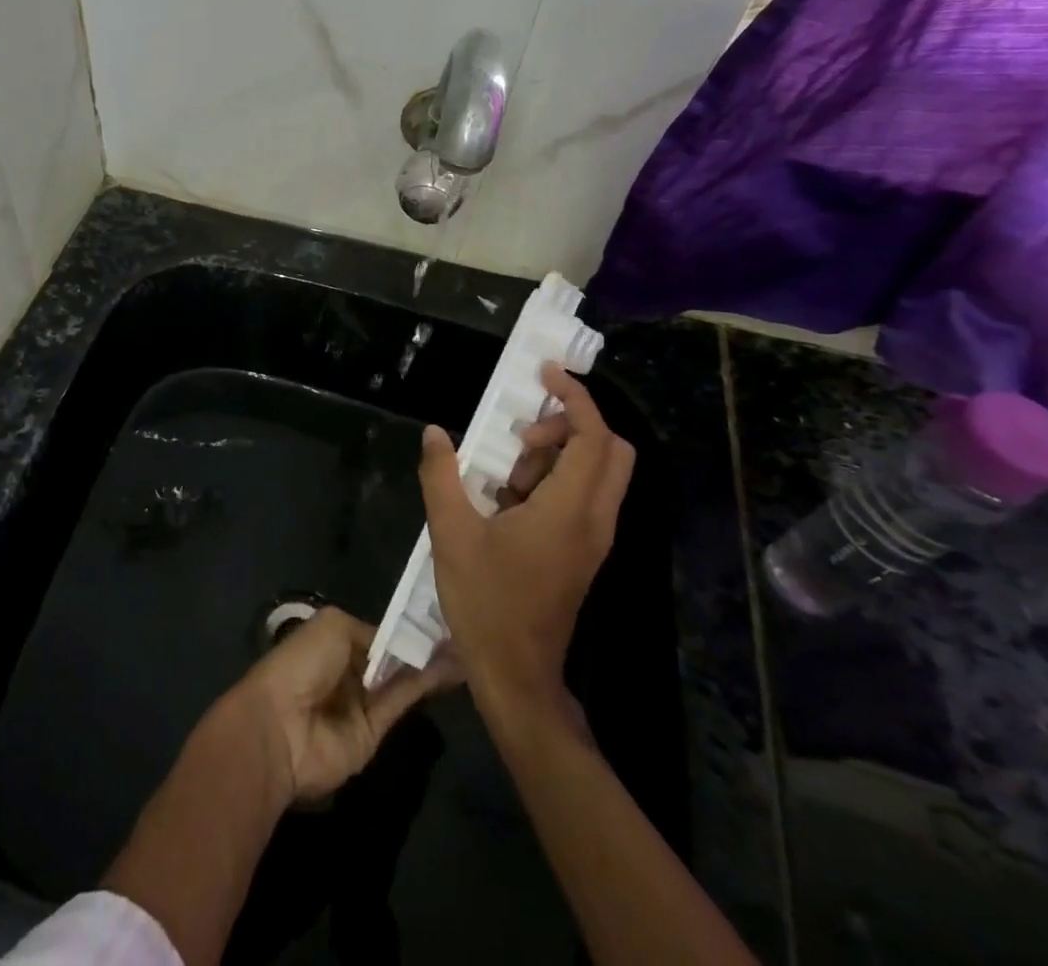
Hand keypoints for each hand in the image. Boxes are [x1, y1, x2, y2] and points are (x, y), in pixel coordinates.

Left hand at [222, 606, 454, 804]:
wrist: (282, 726)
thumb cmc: (302, 663)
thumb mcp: (333, 626)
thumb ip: (371, 631)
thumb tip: (399, 641)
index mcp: (332, 641)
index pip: (375, 633)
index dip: (402, 627)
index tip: (436, 616)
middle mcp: (348, 670)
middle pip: (391, 656)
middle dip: (421, 645)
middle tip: (460, 631)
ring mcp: (361, 703)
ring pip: (401, 679)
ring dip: (430, 664)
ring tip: (465, 647)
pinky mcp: (375, 733)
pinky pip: (401, 703)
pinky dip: (425, 686)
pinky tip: (452, 670)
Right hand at [420, 364, 633, 713]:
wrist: (516, 674)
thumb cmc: (485, 602)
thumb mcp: (450, 533)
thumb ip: (442, 476)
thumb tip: (436, 432)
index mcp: (569, 510)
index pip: (593, 437)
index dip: (575, 397)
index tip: (545, 374)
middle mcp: (594, 520)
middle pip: (611, 450)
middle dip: (571, 424)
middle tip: (523, 433)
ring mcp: (593, 539)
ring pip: (599, 473)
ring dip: (559, 454)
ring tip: (507, 471)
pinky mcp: (584, 553)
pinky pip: (584, 497)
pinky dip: (556, 480)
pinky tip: (510, 499)